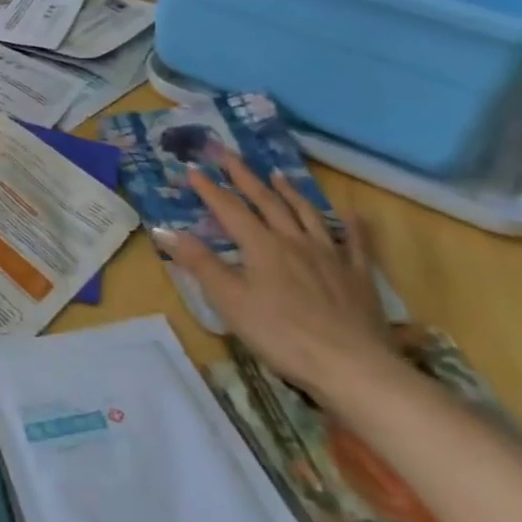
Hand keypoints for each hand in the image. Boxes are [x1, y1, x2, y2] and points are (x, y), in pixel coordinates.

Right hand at [160, 156, 394, 400]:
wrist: (352, 367)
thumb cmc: (282, 334)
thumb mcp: (230, 301)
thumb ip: (199, 262)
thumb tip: (163, 229)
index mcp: (261, 245)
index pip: (229, 208)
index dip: (209, 189)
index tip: (192, 169)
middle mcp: (294, 240)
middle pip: (266, 201)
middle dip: (244, 176)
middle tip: (228, 154)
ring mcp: (330, 256)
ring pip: (306, 214)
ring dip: (289, 192)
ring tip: (277, 174)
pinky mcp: (357, 277)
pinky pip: (354, 243)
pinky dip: (351, 225)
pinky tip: (352, 213)